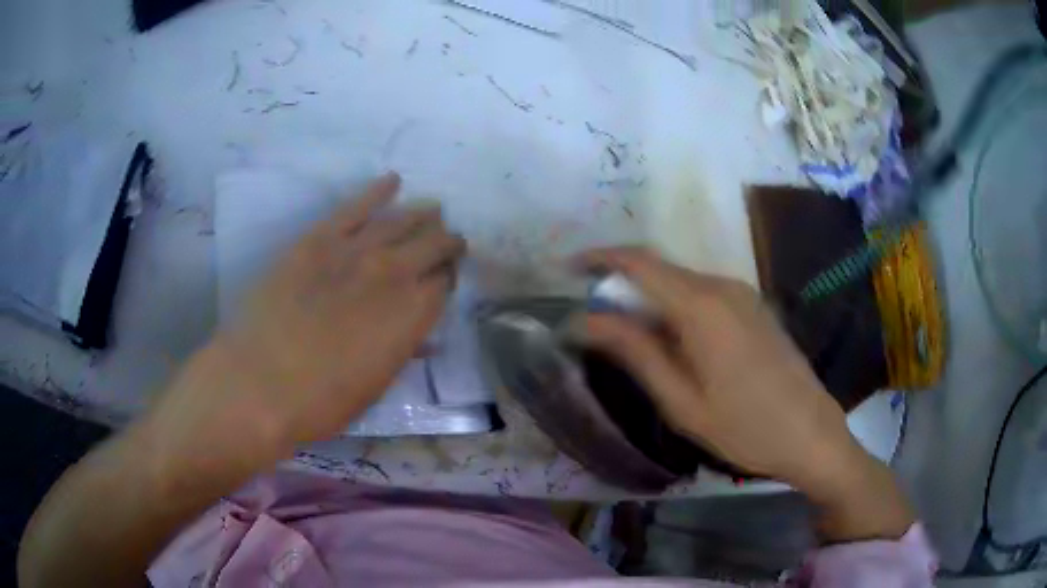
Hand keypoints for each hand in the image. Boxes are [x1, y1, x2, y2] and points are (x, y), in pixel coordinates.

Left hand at [154, 172, 465, 461]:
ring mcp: (355, 251)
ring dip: (423, 215)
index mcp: (411, 318)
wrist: (260, 382)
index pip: (443, 285)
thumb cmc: (320, 401)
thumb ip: (400, 351)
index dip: (448, 279)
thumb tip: (420, 338)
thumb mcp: (373, 387)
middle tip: (450, 241)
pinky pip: (355, 206)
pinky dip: (377, 191)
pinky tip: (393, 181)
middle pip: (433, 246)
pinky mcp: (319, 239)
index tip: (446, 278)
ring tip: (433, 210)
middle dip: (446, 242)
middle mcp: (394, 276)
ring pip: (401, 221)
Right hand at [576, 247, 912, 540]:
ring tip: (630, 338)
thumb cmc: (744, 427)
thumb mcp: (681, 401)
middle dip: (622, 285)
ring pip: (682, 282)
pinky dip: (677, 307)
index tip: (569, 268)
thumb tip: (585, 321)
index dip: (600, 258)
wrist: (811, 433)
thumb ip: (635, 352)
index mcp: (702, 306)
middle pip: (660, 270)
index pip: (639, 262)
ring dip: (650, 299)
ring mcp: (743, 294)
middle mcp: (723, 286)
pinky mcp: (754, 307)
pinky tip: (675, 343)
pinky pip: (705, 294)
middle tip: (594, 319)